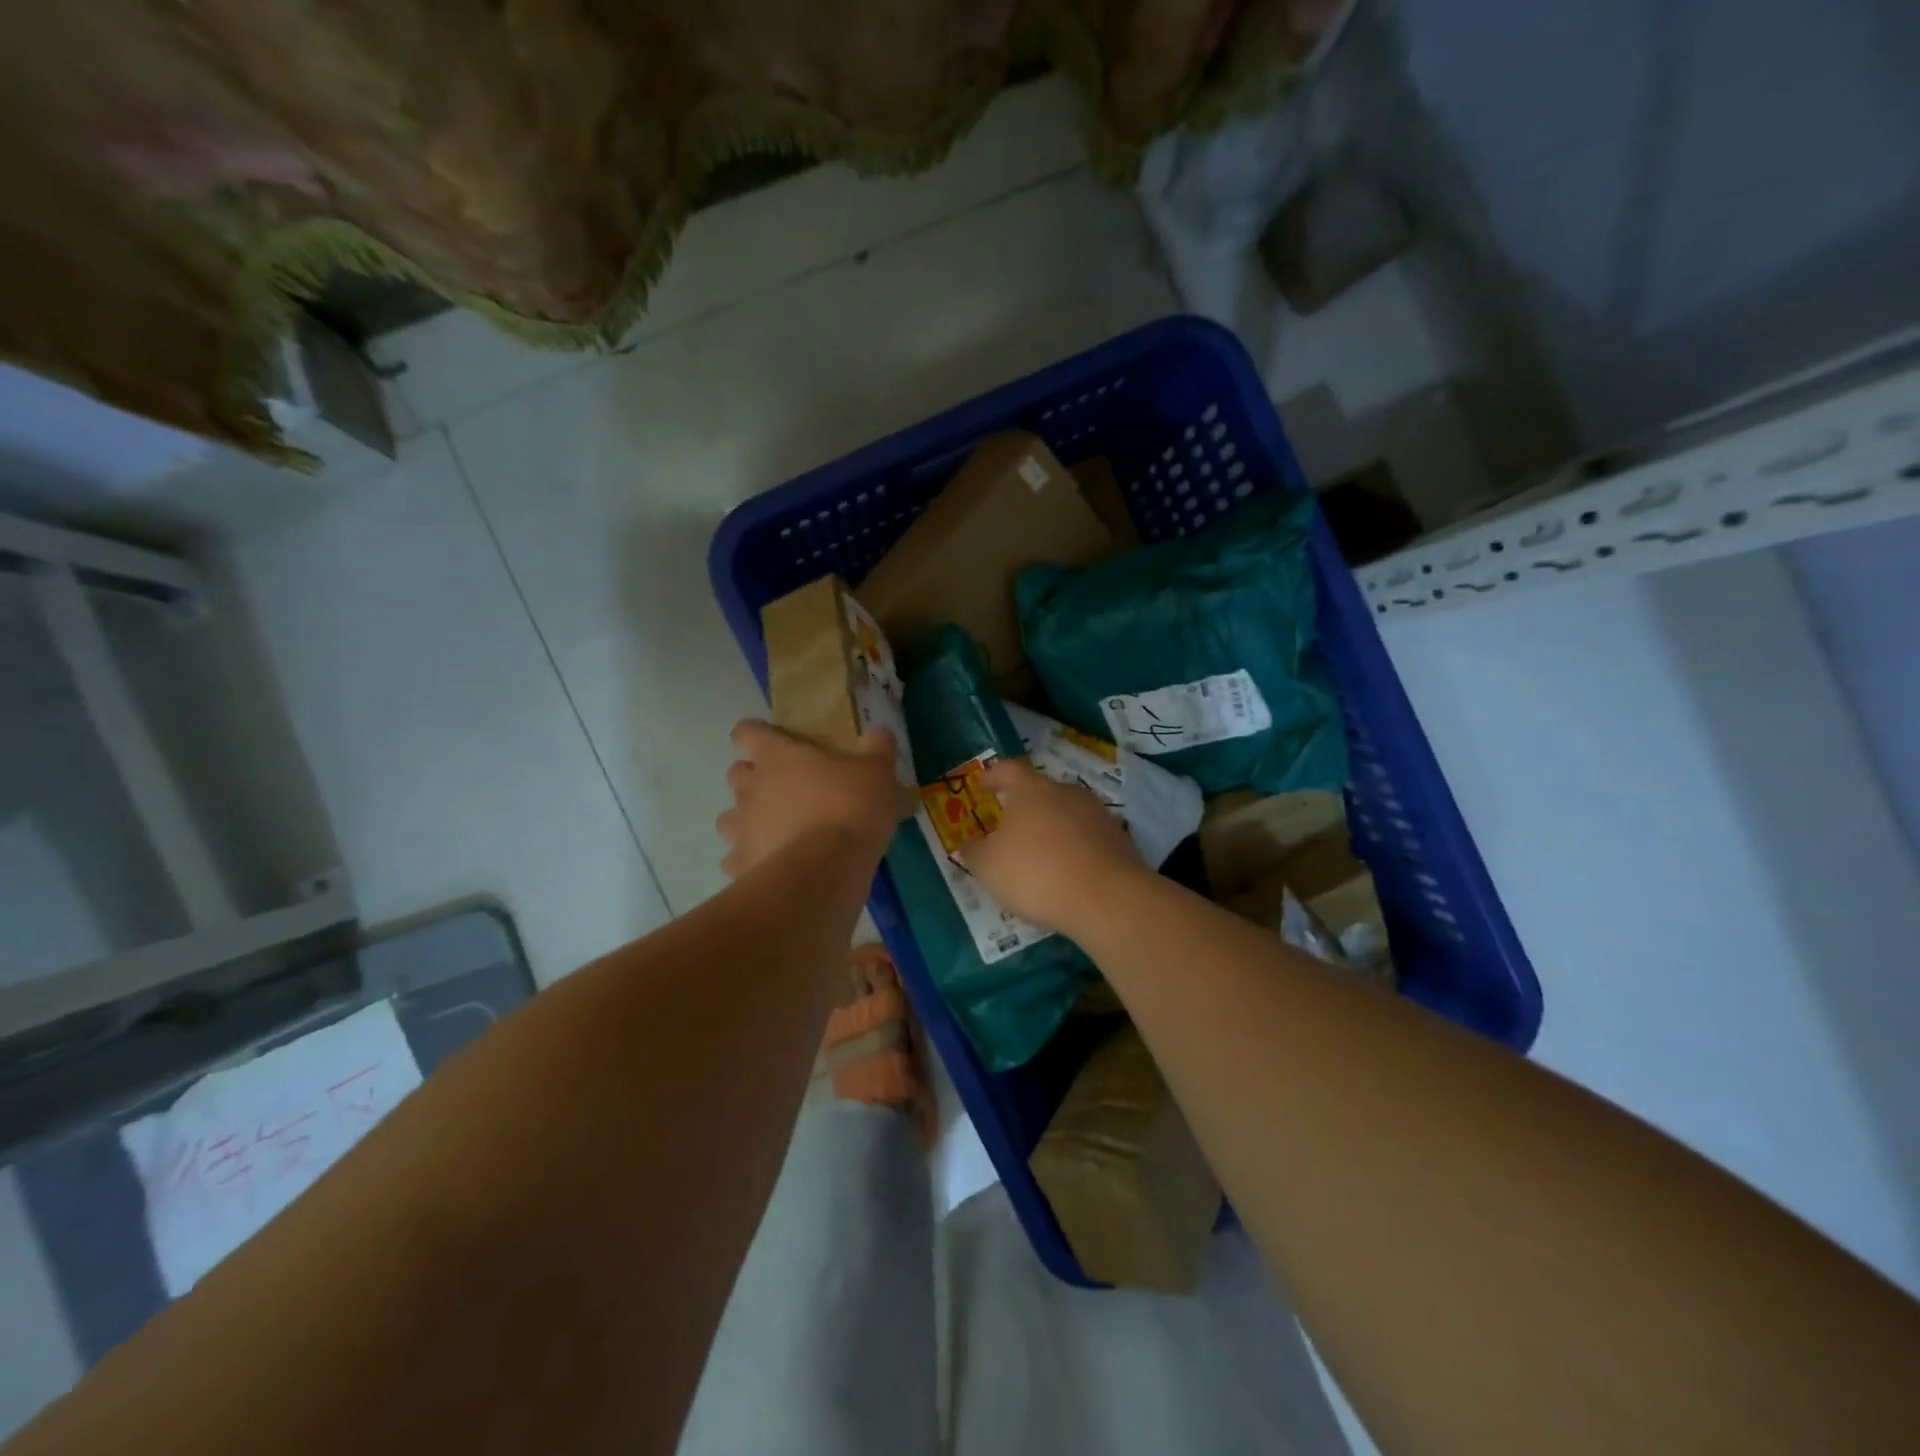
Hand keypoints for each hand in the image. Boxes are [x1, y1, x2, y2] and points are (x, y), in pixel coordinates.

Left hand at [718, 720, 905, 879]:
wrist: (825, 871)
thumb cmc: (849, 809)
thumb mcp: (877, 773)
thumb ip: (877, 748)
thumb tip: (877, 732)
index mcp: (776, 756)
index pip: (747, 732)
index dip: (756, 734)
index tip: (773, 741)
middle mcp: (750, 788)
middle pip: (736, 773)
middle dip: (754, 778)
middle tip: (784, 788)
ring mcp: (740, 829)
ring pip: (730, 818)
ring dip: (748, 820)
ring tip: (776, 830)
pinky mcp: (740, 865)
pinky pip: (737, 859)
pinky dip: (751, 860)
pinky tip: (773, 866)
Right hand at [958, 759, 1148, 932]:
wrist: (1106, 897)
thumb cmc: (1035, 873)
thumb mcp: (989, 868)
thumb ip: (975, 854)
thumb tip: (969, 846)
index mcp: (1030, 790)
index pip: (1007, 770)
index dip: (993, 776)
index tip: (983, 787)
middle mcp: (1065, 792)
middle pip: (1041, 790)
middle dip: (1025, 807)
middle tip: (1012, 829)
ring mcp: (1097, 813)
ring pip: (1067, 813)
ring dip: (1053, 828)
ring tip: (1042, 854)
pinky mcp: (1119, 839)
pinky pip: (1089, 837)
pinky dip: (1076, 848)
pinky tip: (1069, 872)